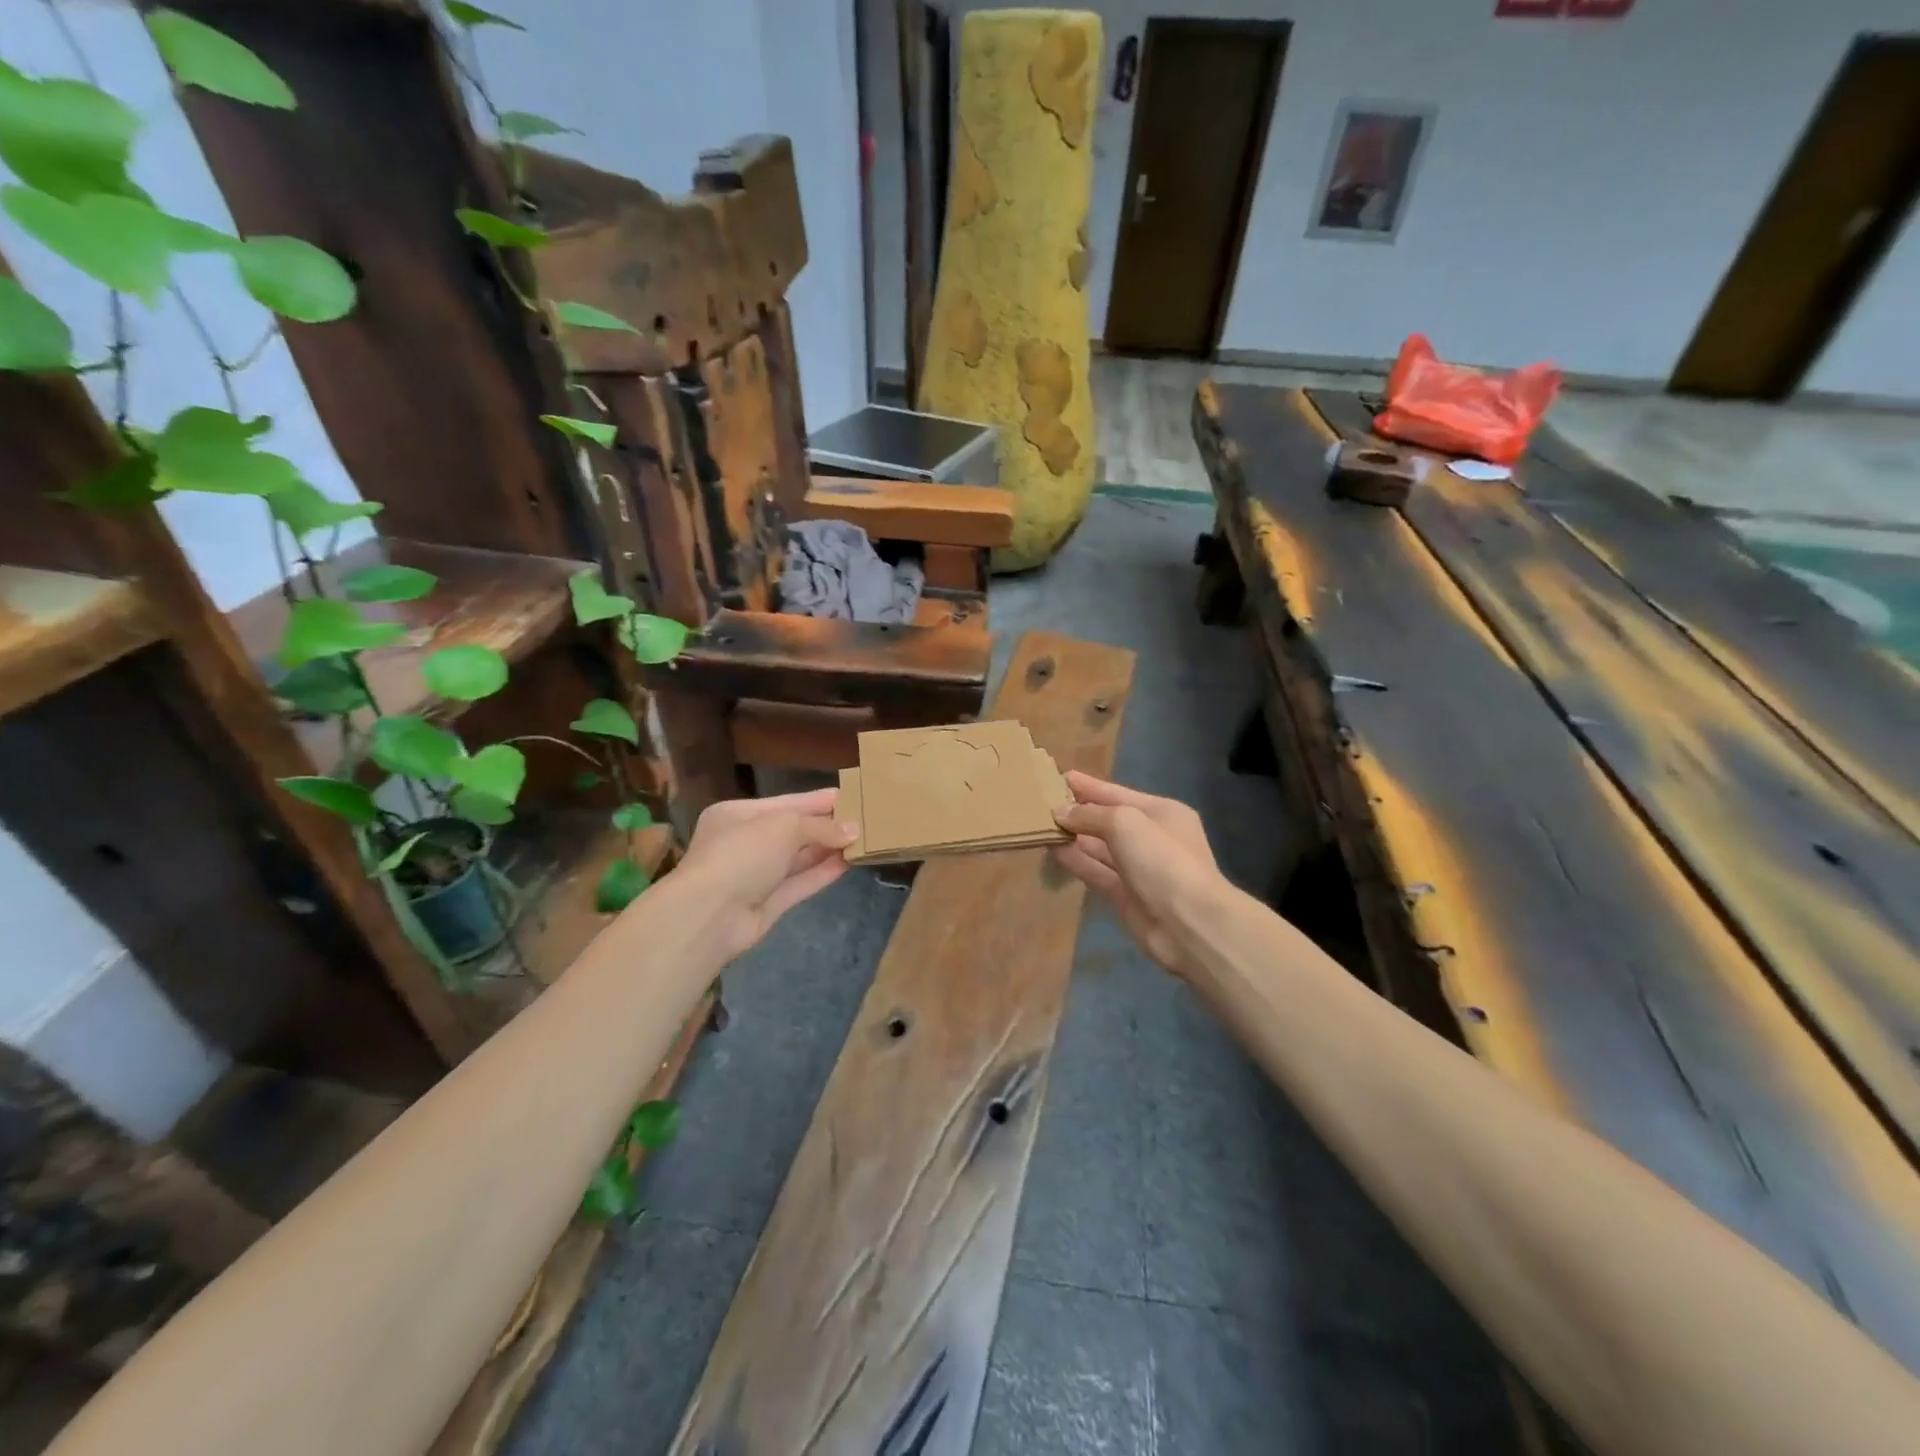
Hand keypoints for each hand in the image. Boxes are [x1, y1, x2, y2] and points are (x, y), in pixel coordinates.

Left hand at [670, 787, 857, 960]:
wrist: (709, 915)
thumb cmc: (742, 854)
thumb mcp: (783, 826)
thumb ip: (820, 827)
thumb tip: (854, 831)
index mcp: (737, 814)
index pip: (785, 803)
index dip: (818, 800)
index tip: (851, 796)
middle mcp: (744, 843)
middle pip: (792, 830)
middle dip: (826, 826)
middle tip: (865, 819)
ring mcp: (755, 875)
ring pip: (798, 858)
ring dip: (828, 849)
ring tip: (864, 839)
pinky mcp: (767, 904)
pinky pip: (800, 883)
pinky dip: (823, 873)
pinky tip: (849, 863)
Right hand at [1052, 772, 1223, 976]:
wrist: (1189, 924)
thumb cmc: (1162, 860)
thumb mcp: (1126, 823)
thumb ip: (1090, 814)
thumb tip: (1060, 812)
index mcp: (1162, 813)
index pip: (1117, 794)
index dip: (1088, 786)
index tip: (1059, 777)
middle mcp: (1151, 838)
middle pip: (1108, 820)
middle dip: (1078, 812)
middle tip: (1041, 803)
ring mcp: (1138, 869)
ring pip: (1099, 847)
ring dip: (1073, 836)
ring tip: (1040, 825)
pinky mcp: (1125, 895)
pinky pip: (1096, 871)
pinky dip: (1076, 860)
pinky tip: (1052, 850)